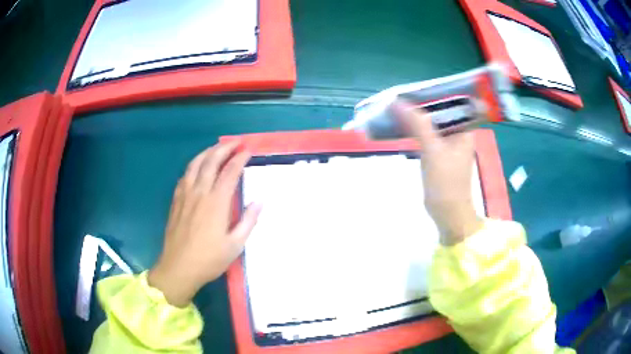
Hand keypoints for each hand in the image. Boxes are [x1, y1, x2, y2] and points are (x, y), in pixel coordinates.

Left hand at [148, 141, 261, 306]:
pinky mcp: (176, 201)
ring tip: (217, 148)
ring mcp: (185, 195)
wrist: (178, 268)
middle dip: (224, 148)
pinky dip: (193, 166)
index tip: (248, 150)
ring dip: (207, 152)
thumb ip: (248, 221)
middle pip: (211, 161)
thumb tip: (260, 201)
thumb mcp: (235, 245)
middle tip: (236, 142)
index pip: (230, 172)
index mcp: (216, 202)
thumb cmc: (209, 259)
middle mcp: (200, 192)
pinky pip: (184, 176)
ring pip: (195, 164)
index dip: (240, 158)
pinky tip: (197, 168)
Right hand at [394, 101, 482, 245]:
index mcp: (464, 129)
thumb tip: (398, 102)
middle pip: (439, 112)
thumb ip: (418, 124)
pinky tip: (402, 125)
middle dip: (420, 105)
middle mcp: (458, 133)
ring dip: (416, 117)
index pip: (450, 103)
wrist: (447, 213)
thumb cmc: (445, 183)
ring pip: (431, 124)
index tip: (413, 89)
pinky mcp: (439, 154)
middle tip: (400, 97)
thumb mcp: (432, 150)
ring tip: (397, 108)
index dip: (433, 94)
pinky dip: (415, 131)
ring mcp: (448, 144)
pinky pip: (427, 136)